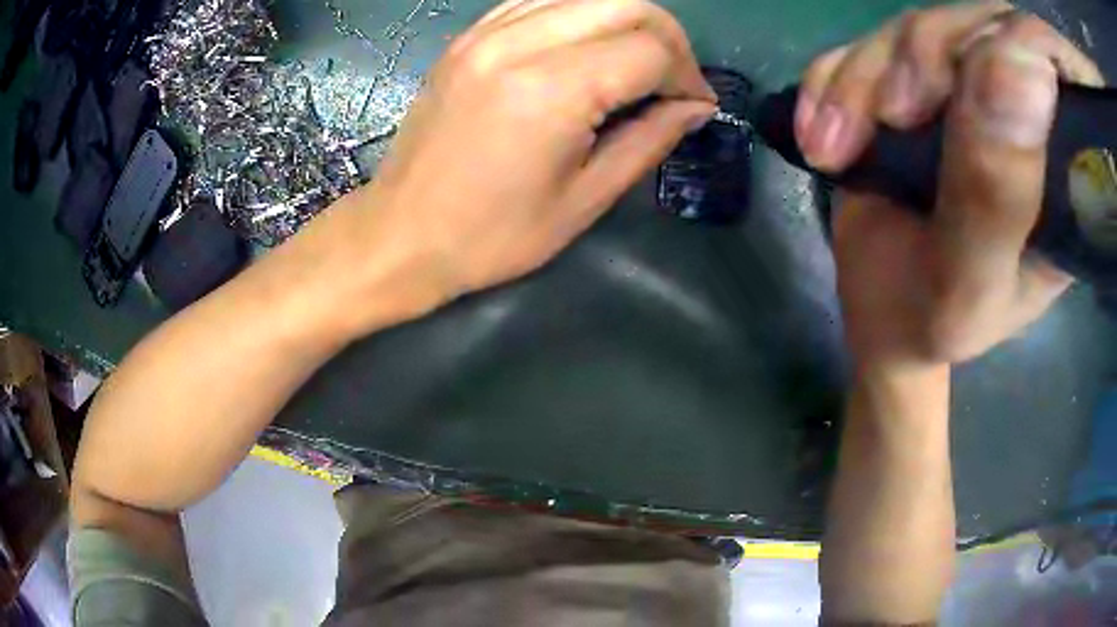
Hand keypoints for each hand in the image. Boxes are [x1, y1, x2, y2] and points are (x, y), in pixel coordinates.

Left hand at [362, 0, 714, 302]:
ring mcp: (487, 32)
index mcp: (551, 90)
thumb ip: (650, 140)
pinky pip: (542, 0)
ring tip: (635, 64)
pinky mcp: (470, 36)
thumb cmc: (492, 236)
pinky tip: (587, 49)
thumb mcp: (585, 199)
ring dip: (626, 21)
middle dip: (668, 38)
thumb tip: (696, 107)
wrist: (402, 233)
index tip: (693, 107)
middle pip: (627, 3)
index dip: (687, 76)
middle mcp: (518, 42)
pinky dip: (581, 15)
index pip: (651, 50)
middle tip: (673, 81)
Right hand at [796, 3, 1102, 368]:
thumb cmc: (933, 319)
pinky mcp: (918, 80)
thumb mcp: (970, 283)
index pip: (1068, 74)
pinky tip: (821, 133)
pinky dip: (835, 79)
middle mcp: (1028, 115)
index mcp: (1067, 173)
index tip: (990, 67)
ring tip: (835, 147)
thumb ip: (997, 191)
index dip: (1039, 44)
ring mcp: (970, 89)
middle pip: (987, 27)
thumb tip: (1021, 64)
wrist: (884, 314)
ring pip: (922, 27)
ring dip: (865, 74)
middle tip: (888, 120)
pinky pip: (871, 41)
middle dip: (928, 57)